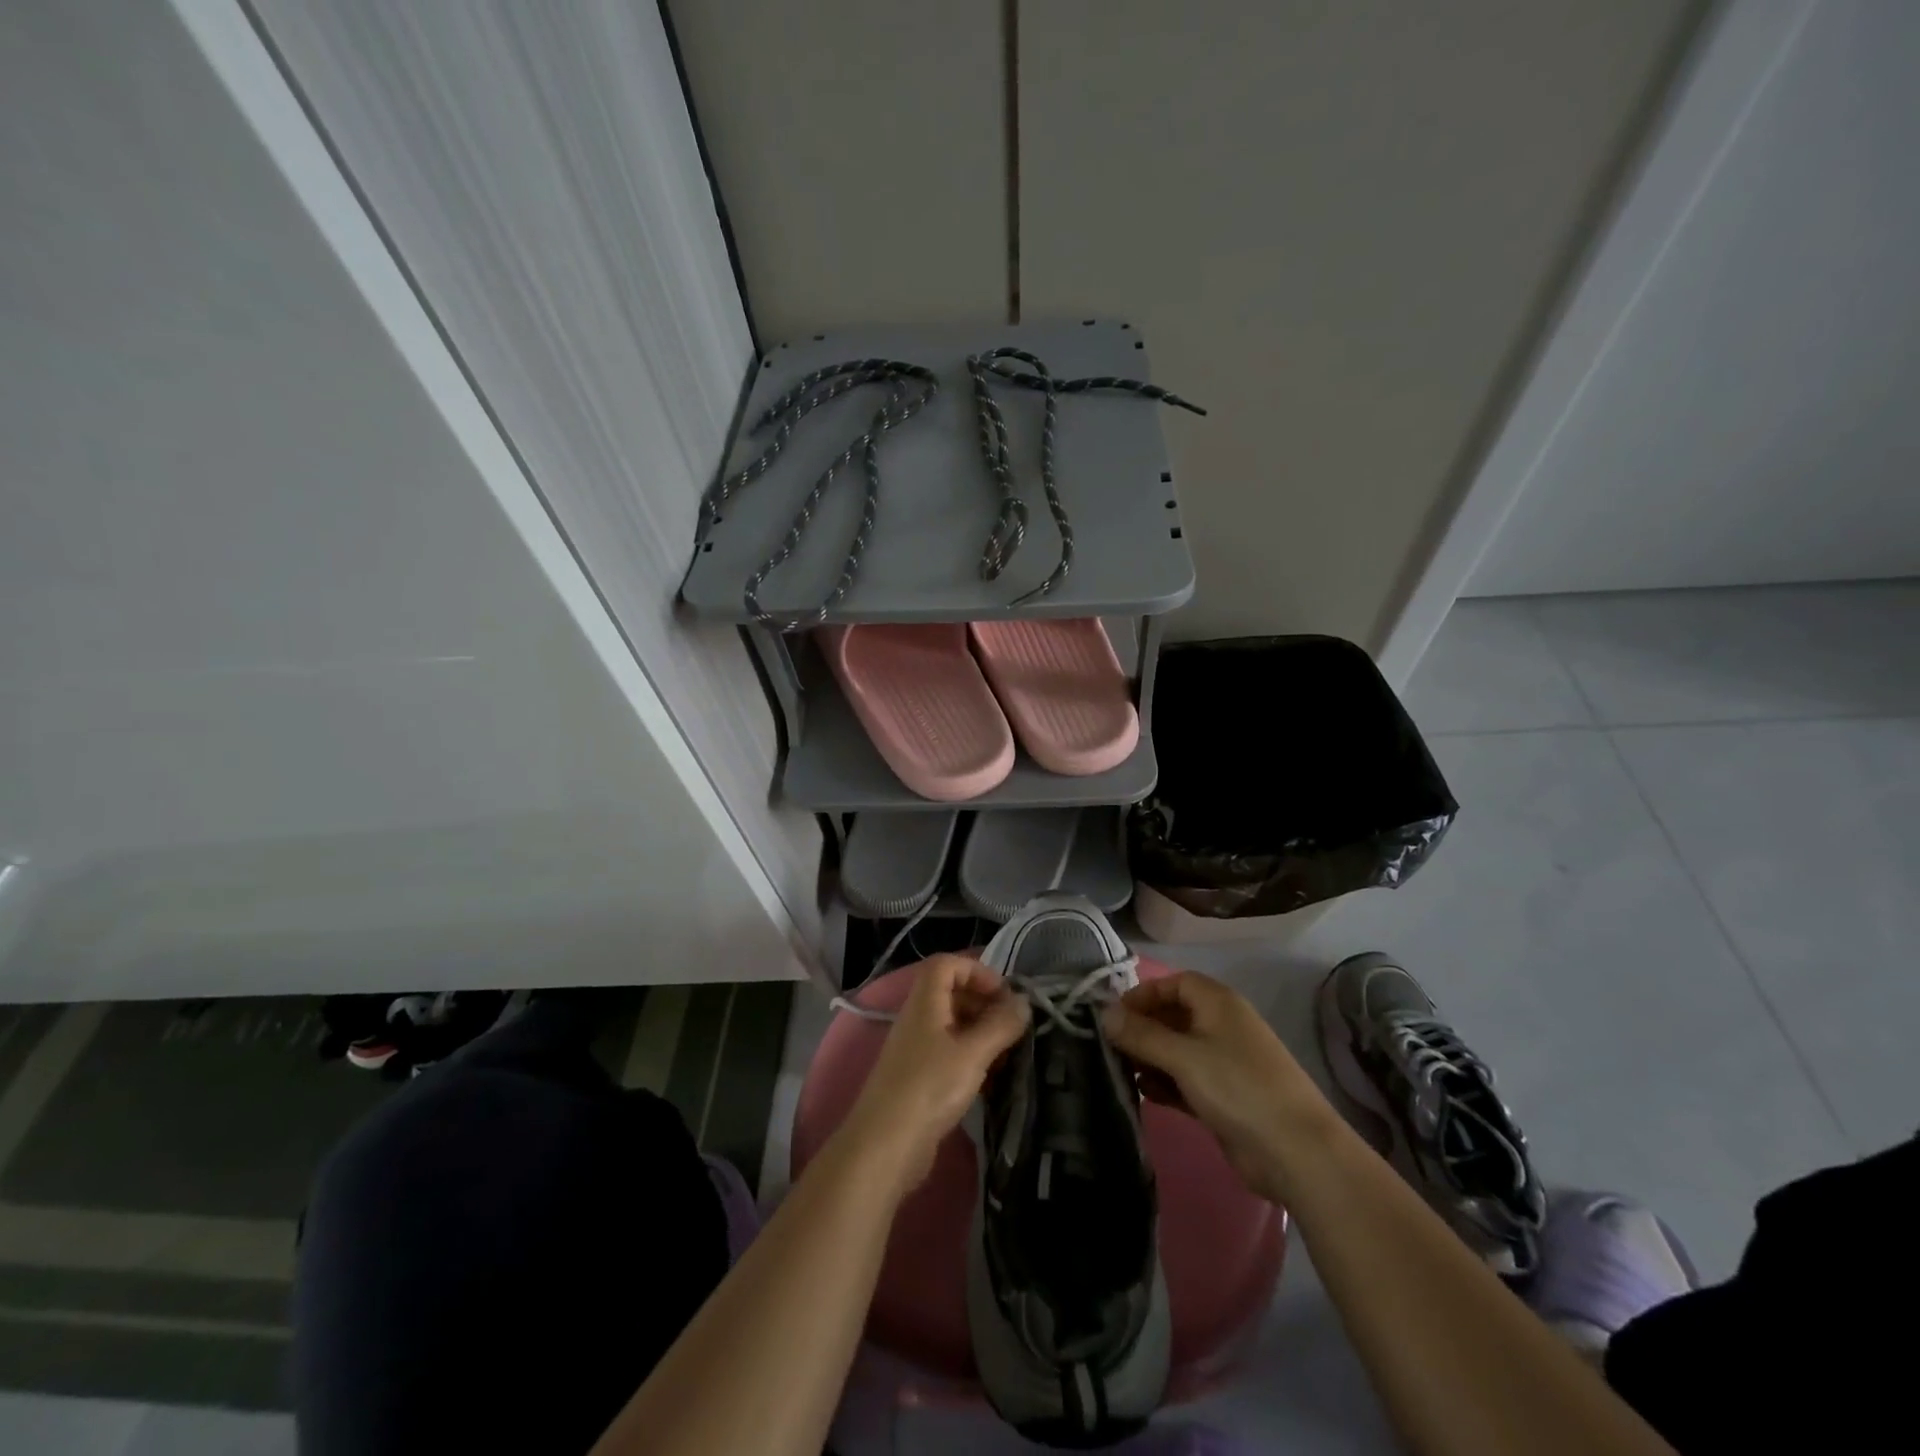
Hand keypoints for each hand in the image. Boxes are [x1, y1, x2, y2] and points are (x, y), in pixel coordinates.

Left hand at [837, 954, 1029, 1197]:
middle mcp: (918, 1019)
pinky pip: (950, 1053)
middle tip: (1013, 1026)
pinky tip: (992, 1079)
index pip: (947, 964)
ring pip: (953, 1025)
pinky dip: (972, 1057)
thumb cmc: (929, 1088)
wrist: (885, 1147)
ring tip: (1009, 1054)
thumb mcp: (972, 1053)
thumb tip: (1024, 1001)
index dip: (977, 971)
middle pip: (951, 993)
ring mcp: (917, 1049)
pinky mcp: (920, 1078)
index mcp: (925, 1002)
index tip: (1005, 995)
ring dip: (982, 1032)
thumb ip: (1000, 1025)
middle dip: (985, 1003)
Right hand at [1102, 971, 1336, 1203]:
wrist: (1296, 1152)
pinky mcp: (1224, 1096)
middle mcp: (1221, 1026)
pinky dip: (1165, 1082)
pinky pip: (1185, 1079)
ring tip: (1120, 1070)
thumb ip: (1141, 1034)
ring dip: (1150, 1057)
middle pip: (1173, 1015)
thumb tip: (1104, 1014)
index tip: (1114, 1015)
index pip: (1174, 983)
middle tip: (1109, 1046)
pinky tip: (1144, 1093)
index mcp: (1218, 1003)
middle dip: (1142, 1028)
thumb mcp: (1184, 1056)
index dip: (1143, 994)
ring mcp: (1224, 1063)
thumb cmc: (1237, 1087)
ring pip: (1177, 1050)